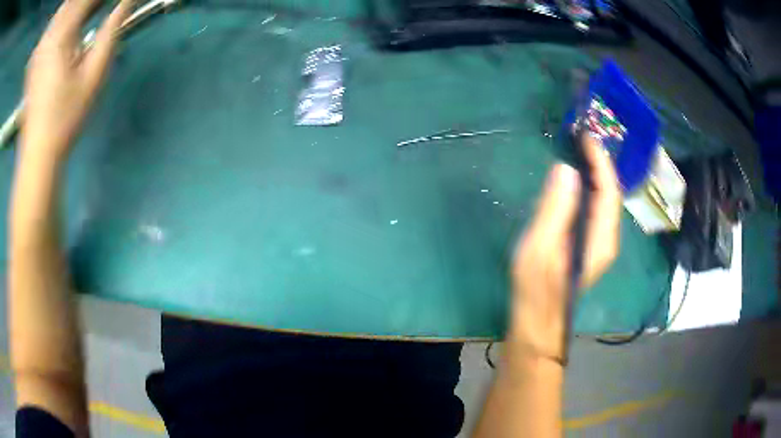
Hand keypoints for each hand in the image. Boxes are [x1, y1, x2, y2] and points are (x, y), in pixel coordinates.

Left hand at [22, 0, 131, 161]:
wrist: (37, 152)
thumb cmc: (66, 117)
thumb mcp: (95, 74)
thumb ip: (112, 30)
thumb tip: (127, 2)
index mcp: (63, 33)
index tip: (118, 2)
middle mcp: (50, 33)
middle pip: (74, 1)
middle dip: (90, 2)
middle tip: (101, 9)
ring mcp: (41, 46)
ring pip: (64, 7)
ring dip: (76, 5)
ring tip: (88, 11)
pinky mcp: (35, 57)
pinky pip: (52, 23)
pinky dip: (63, 13)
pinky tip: (68, 20)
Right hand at [510, 135, 620, 362]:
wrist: (537, 326)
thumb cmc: (536, 289)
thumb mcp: (541, 248)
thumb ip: (555, 209)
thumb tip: (566, 170)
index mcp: (601, 237)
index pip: (608, 190)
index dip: (600, 161)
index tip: (585, 137)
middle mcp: (606, 238)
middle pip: (609, 193)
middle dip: (599, 163)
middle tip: (579, 139)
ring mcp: (597, 243)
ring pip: (602, 201)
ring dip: (593, 174)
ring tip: (577, 152)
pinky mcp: (585, 246)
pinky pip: (592, 209)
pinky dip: (585, 189)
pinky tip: (572, 183)